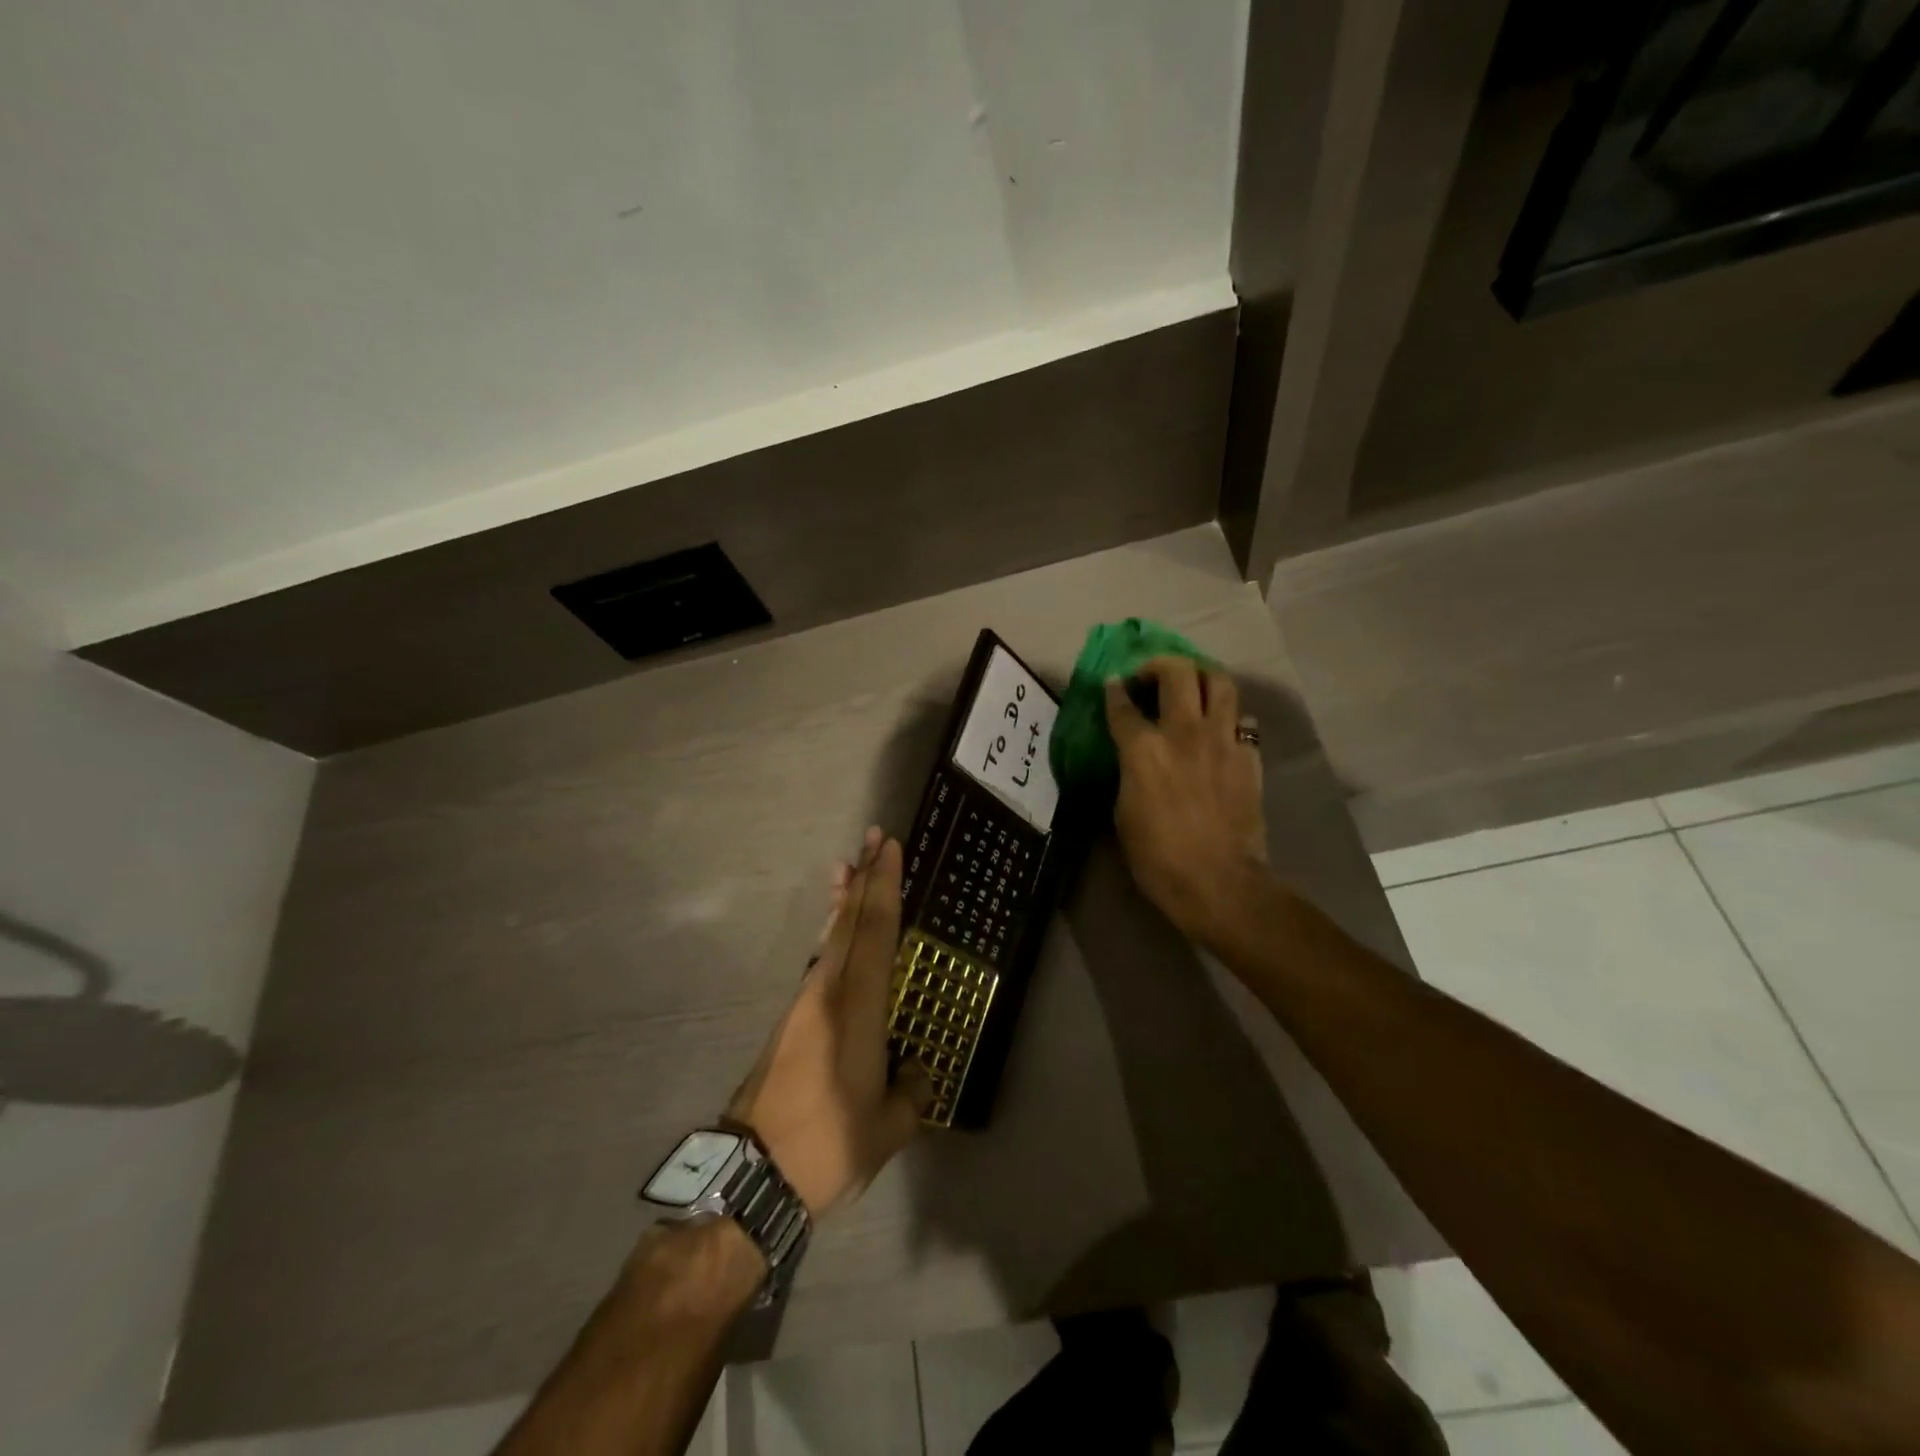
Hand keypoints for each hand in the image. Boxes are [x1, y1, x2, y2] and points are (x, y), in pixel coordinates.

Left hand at [727, 828, 931, 1214]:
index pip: (875, 932)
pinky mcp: (791, 1022)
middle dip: (863, 877)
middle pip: (848, 921)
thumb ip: (911, 1091)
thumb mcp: (889, 1127)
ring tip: (848, 866)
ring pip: (830, 937)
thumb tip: (914, 1070)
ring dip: (843, 899)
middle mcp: (827, 992)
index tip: (889, 848)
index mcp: (856, 1008)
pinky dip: (832, 932)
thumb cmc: (828, 1145)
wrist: (752, 1175)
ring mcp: (804, 1004)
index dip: (884, 886)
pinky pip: (820, 960)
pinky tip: (835, 931)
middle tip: (874, 837)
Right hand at [1104, 657, 1270, 950]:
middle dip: (1159, 665)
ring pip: (1218, 681)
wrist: (1218, 881)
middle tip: (1150, 677)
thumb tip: (1132, 756)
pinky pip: (1241, 720)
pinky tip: (1219, 730)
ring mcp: (1221, 740)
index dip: (1114, 691)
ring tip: (1190, 686)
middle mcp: (1183, 732)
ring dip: (1200, 676)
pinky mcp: (1248, 756)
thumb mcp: (1123, 812)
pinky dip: (1227, 717)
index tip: (1113, 684)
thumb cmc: (1157, 857)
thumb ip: (1127, 772)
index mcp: (1143, 749)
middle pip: (1176, 673)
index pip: (1122, 705)